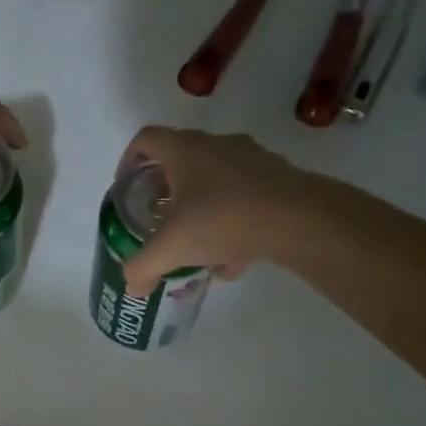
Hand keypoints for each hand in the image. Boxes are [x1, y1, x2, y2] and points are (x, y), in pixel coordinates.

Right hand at [117, 127, 307, 294]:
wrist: (300, 218)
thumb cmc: (222, 219)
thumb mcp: (171, 248)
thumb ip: (143, 266)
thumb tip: (131, 286)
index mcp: (183, 150)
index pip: (145, 140)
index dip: (129, 160)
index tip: (126, 186)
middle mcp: (216, 145)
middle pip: (181, 161)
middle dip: (166, 192)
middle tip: (158, 219)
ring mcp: (252, 159)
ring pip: (215, 182)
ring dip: (201, 211)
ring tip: (197, 249)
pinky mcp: (279, 179)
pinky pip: (245, 197)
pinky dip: (233, 223)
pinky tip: (233, 260)